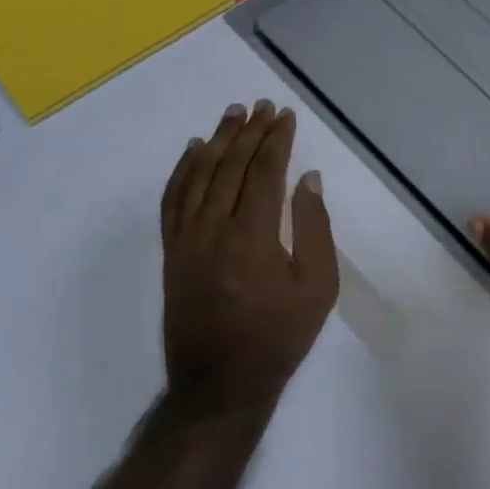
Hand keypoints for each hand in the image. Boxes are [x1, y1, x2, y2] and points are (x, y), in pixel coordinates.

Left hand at [159, 100, 338, 417]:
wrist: (221, 383)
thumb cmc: (280, 335)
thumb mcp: (318, 286)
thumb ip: (314, 228)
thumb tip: (307, 179)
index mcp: (252, 236)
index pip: (264, 172)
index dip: (276, 140)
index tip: (285, 115)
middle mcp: (213, 229)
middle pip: (230, 166)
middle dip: (249, 132)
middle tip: (262, 106)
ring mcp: (186, 239)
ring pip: (198, 176)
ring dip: (216, 141)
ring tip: (232, 114)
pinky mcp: (172, 252)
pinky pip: (172, 200)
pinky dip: (182, 170)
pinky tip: (193, 151)